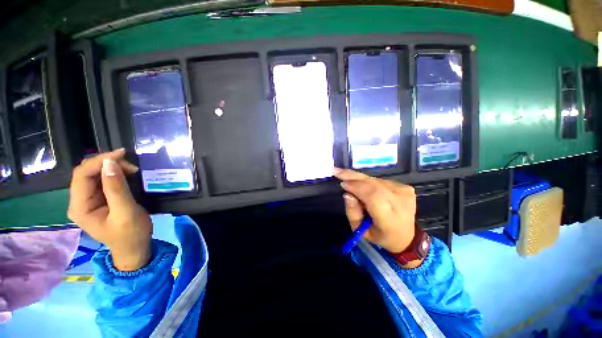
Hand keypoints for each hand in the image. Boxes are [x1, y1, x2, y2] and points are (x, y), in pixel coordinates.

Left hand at [67, 149, 152, 271]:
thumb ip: (116, 189)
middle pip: (86, 173)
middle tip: (130, 164)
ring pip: (94, 174)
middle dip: (107, 164)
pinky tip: (127, 174)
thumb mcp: (126, 212)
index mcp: (80, 207)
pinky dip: (115, 173)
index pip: (82, 176)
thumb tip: (110, 163)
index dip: (99, 161)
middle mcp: (79, 201)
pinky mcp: (99, 199)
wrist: (134, 247)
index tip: (122, 154)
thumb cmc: (131, 234)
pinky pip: (102, 180)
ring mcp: (88, 200)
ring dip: (112, 168)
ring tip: (132, 170)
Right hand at [334, 168, 416, 254]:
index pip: (373, 196)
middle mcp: (400, 203)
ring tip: (345, 176)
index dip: (356, 187)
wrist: (405, 235)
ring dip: (359, 178)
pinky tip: (361, 184)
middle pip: (374, 184)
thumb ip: (352, 213)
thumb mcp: (360, 231)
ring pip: (375, 180)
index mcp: (390, 219)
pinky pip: (380, 180)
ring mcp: (404, 193)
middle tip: (337, 171)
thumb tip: (347, 193)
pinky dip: (368, 181)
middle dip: (353, 177)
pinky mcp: (405, 187)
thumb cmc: (379, 235)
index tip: (342, 183)